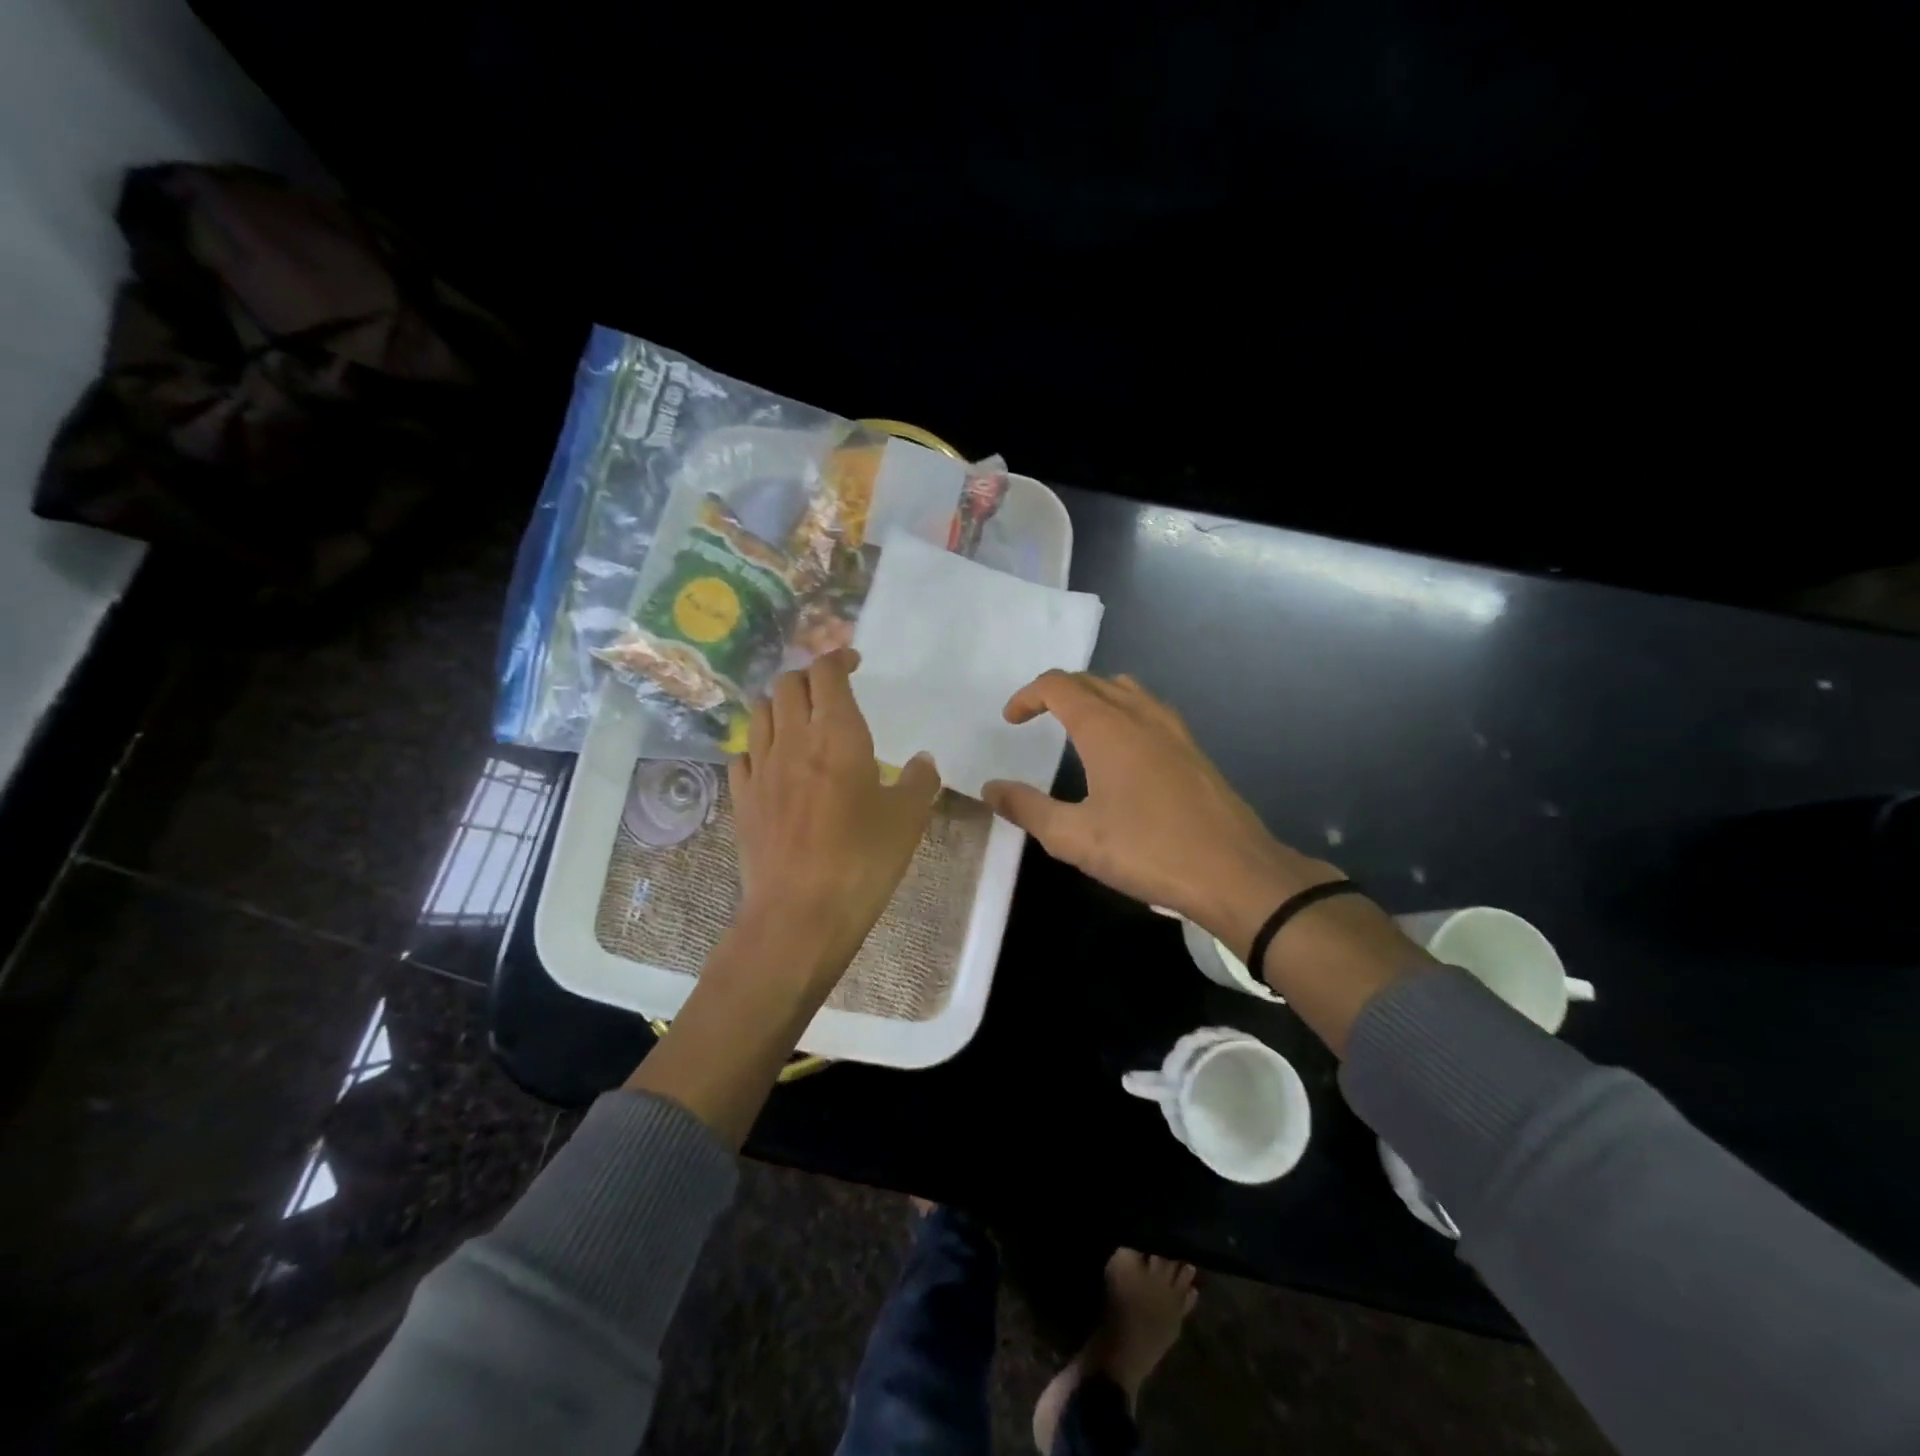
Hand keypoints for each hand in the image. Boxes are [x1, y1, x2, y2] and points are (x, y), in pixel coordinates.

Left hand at [728, 648, 940, 986]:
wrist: (799, 914)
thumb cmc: (863, 861)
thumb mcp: (908, 820)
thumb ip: (920, 781)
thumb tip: (922, 760)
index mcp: (838, 735)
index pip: (827, 672)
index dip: (838, 657)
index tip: (854, 662)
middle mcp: (793, 740)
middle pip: (788, 683)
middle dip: (809, 677)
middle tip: (831, 692)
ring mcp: (761, 768)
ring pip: (761, 712)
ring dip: (781, 704)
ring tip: (802, 720)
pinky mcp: (742, 798)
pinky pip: (743, 753)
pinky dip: (760, 745)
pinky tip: (774, 763)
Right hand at [981, 671, 1335, 955]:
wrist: (1235, 872)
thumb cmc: (1148, 850)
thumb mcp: (1074, 837)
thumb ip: (1027, 808)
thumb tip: (990, 788)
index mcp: (1106, 727)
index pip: (1059, 685)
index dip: (1028, 695)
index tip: (1011, 720)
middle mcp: (1140, 714)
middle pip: (1091, 681)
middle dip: (1056, 692)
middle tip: (1034, 719)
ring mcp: (1172, 729)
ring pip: (1125, 689)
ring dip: (1092, 696)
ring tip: (1075, 725)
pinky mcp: (1193, 749)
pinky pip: (1148, 708)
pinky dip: (1122, 710)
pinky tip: (1122, 750)